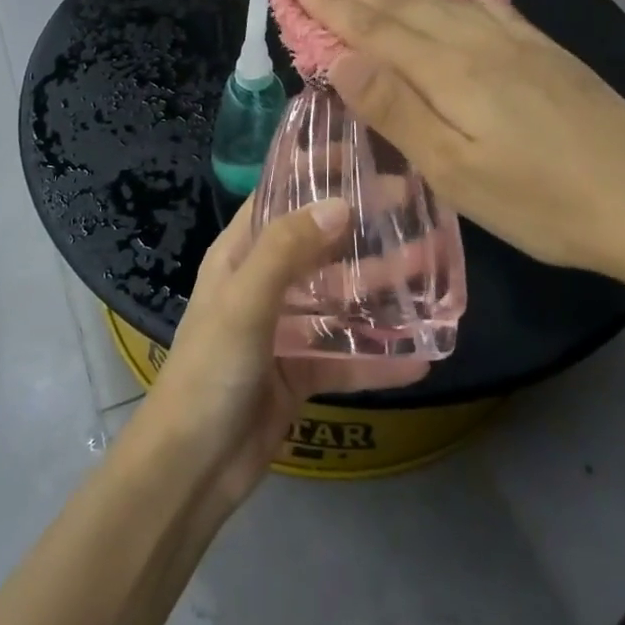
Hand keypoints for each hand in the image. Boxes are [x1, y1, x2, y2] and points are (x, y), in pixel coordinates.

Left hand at [140, 199, 428, 509]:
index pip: (280, 196)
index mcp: (240, 255)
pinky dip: (380, 356)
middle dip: (364, 226)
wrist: (191, 470)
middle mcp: (264, 283)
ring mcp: (285, 328)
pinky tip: (423, 355)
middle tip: (416, 206)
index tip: (363, 154)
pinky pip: (347, 356)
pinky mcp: (302, 371)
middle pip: (322, 243)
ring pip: (342, 297)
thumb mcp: (244, 302)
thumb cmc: (210, 371)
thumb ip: (288, 251)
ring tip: (433, 269)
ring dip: (383, 286)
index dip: (317, 171)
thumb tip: (340, 205)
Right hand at [295, 0, 624, 293]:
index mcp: (449, 74)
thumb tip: (341, 59)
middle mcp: (478, 45)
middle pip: (405, 5)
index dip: (334, 6)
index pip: (376, 31)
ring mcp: (517, 45)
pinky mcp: (548, 55)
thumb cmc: (542, 202)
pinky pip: (499, 8)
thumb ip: (398, 110)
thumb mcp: (456, 171)